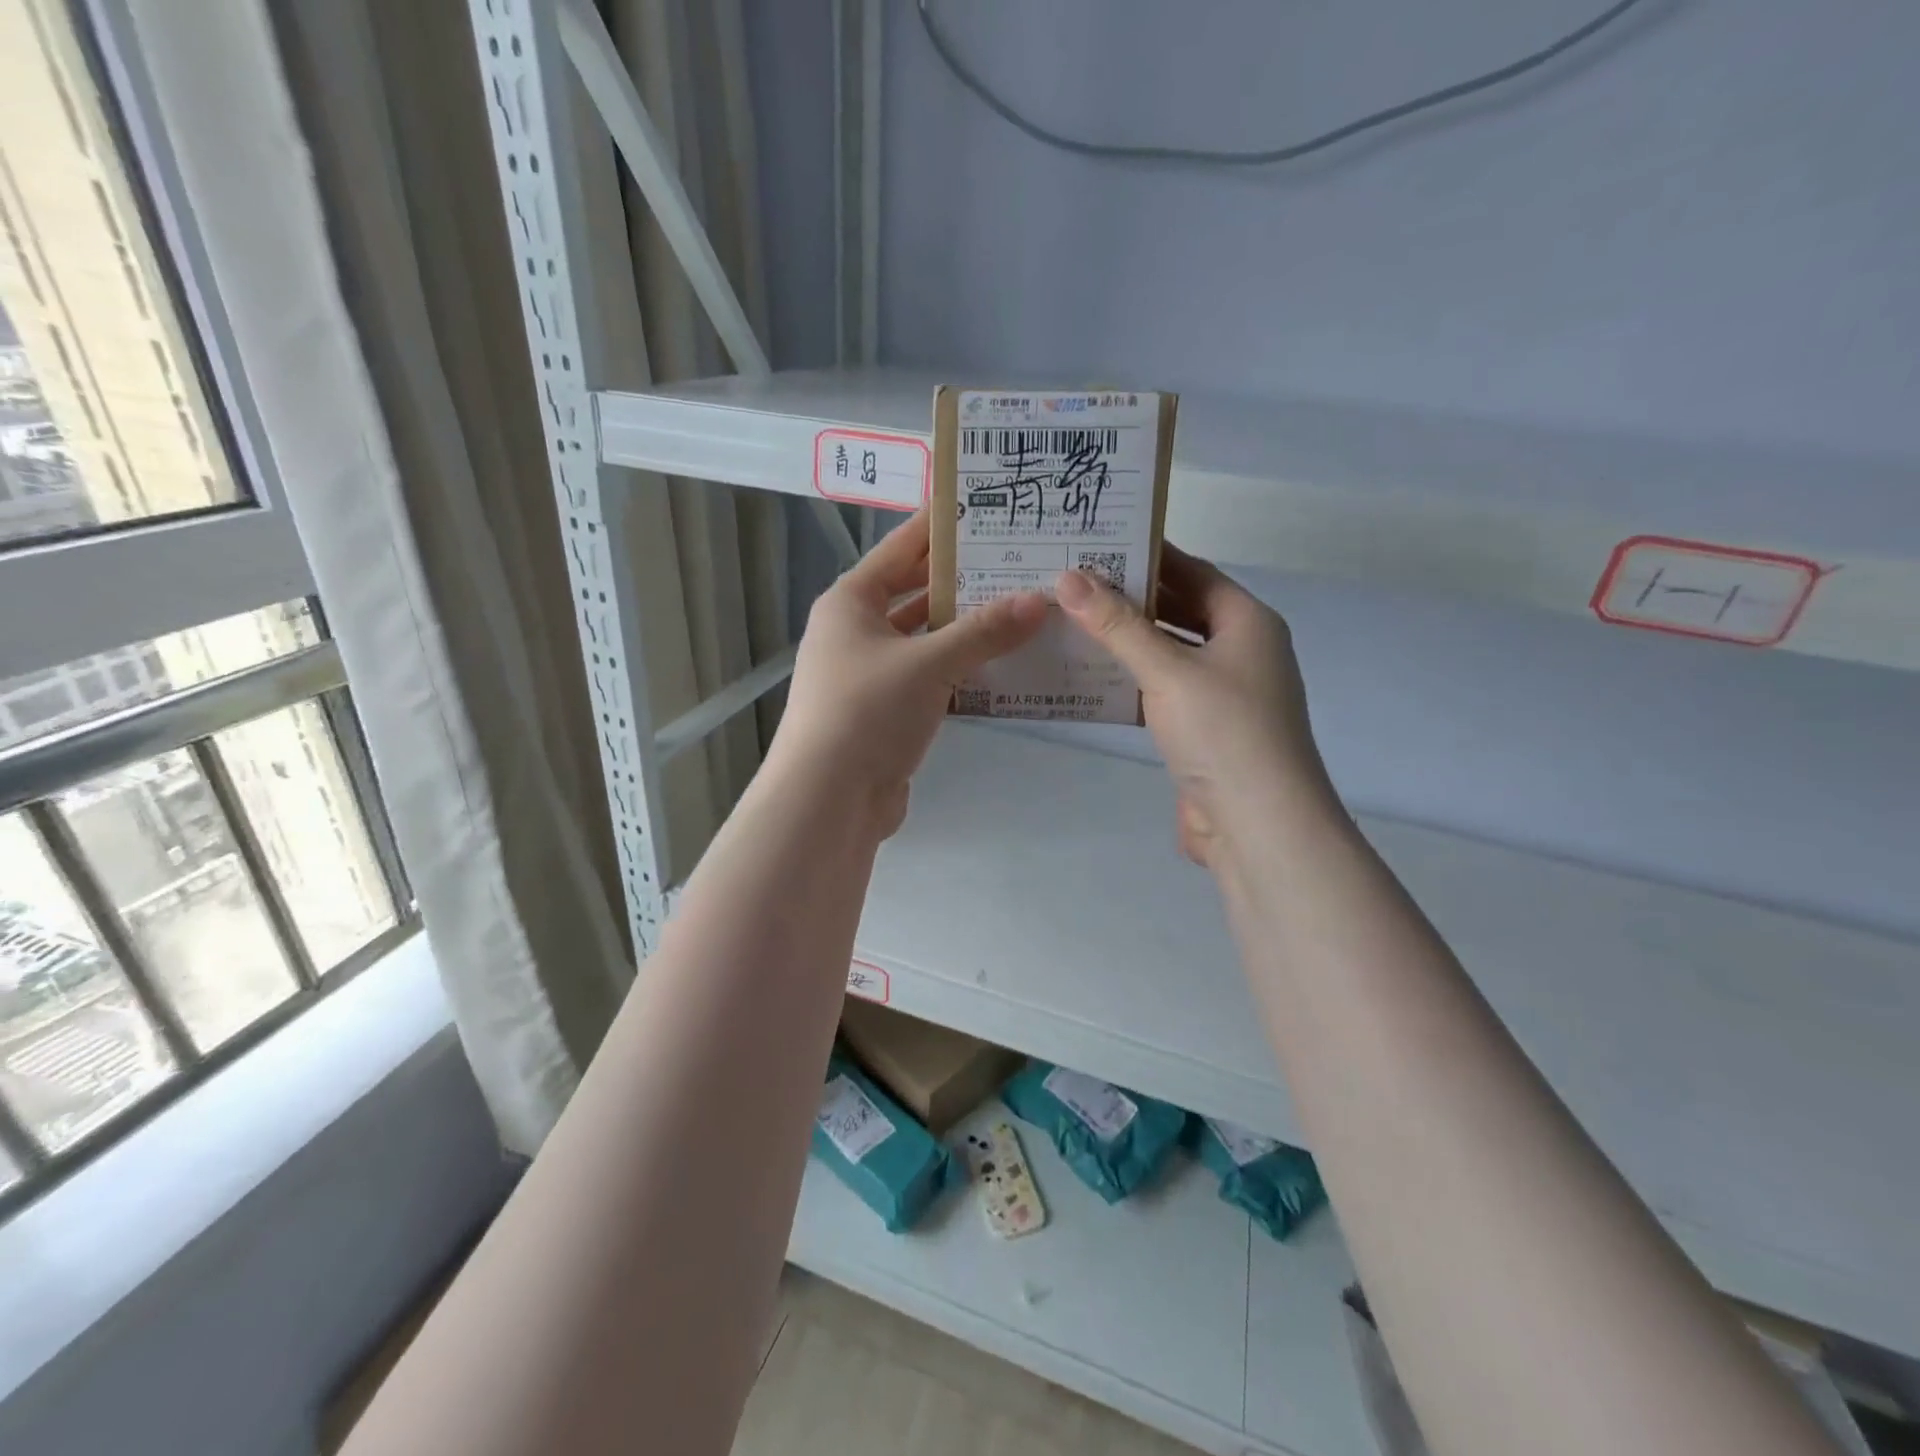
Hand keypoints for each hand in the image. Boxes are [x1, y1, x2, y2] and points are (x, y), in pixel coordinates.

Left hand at [772, 509, 1047, 836]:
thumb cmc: (868, 712)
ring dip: (965, 628)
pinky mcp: (884, 710)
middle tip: (1017, 560)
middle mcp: (854, 631)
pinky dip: (959, 668)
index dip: (939, 527)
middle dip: (961, 580)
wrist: (829, 798)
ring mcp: (868, 673)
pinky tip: (1000, 663)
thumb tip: (1040, 600)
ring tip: (1020, 607)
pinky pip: (928, 675)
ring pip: (924, 637)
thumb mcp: (929, 663)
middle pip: (913, 592)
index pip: (900, 548)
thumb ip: (984, 631)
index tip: (982, 506)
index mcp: (850, 602)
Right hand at [1054, 546, 1335, 867]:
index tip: (1099, 543)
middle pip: (1180, 612)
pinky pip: (1162, 692)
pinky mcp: (1203, 731)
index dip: (1149, 555)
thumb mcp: (1167, 670)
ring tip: (1071, 622)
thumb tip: (1068, 578)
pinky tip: (1090, 678)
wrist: (1257, 824)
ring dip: (1127, 643)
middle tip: (1073, 582)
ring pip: (1168, 654)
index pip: (1193, 572)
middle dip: (1131, 599)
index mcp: (1247, 623)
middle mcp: (1240, 652)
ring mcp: (1224, 694)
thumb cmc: (1222, 731)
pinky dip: (1131, 682)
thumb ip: (1117, 626)